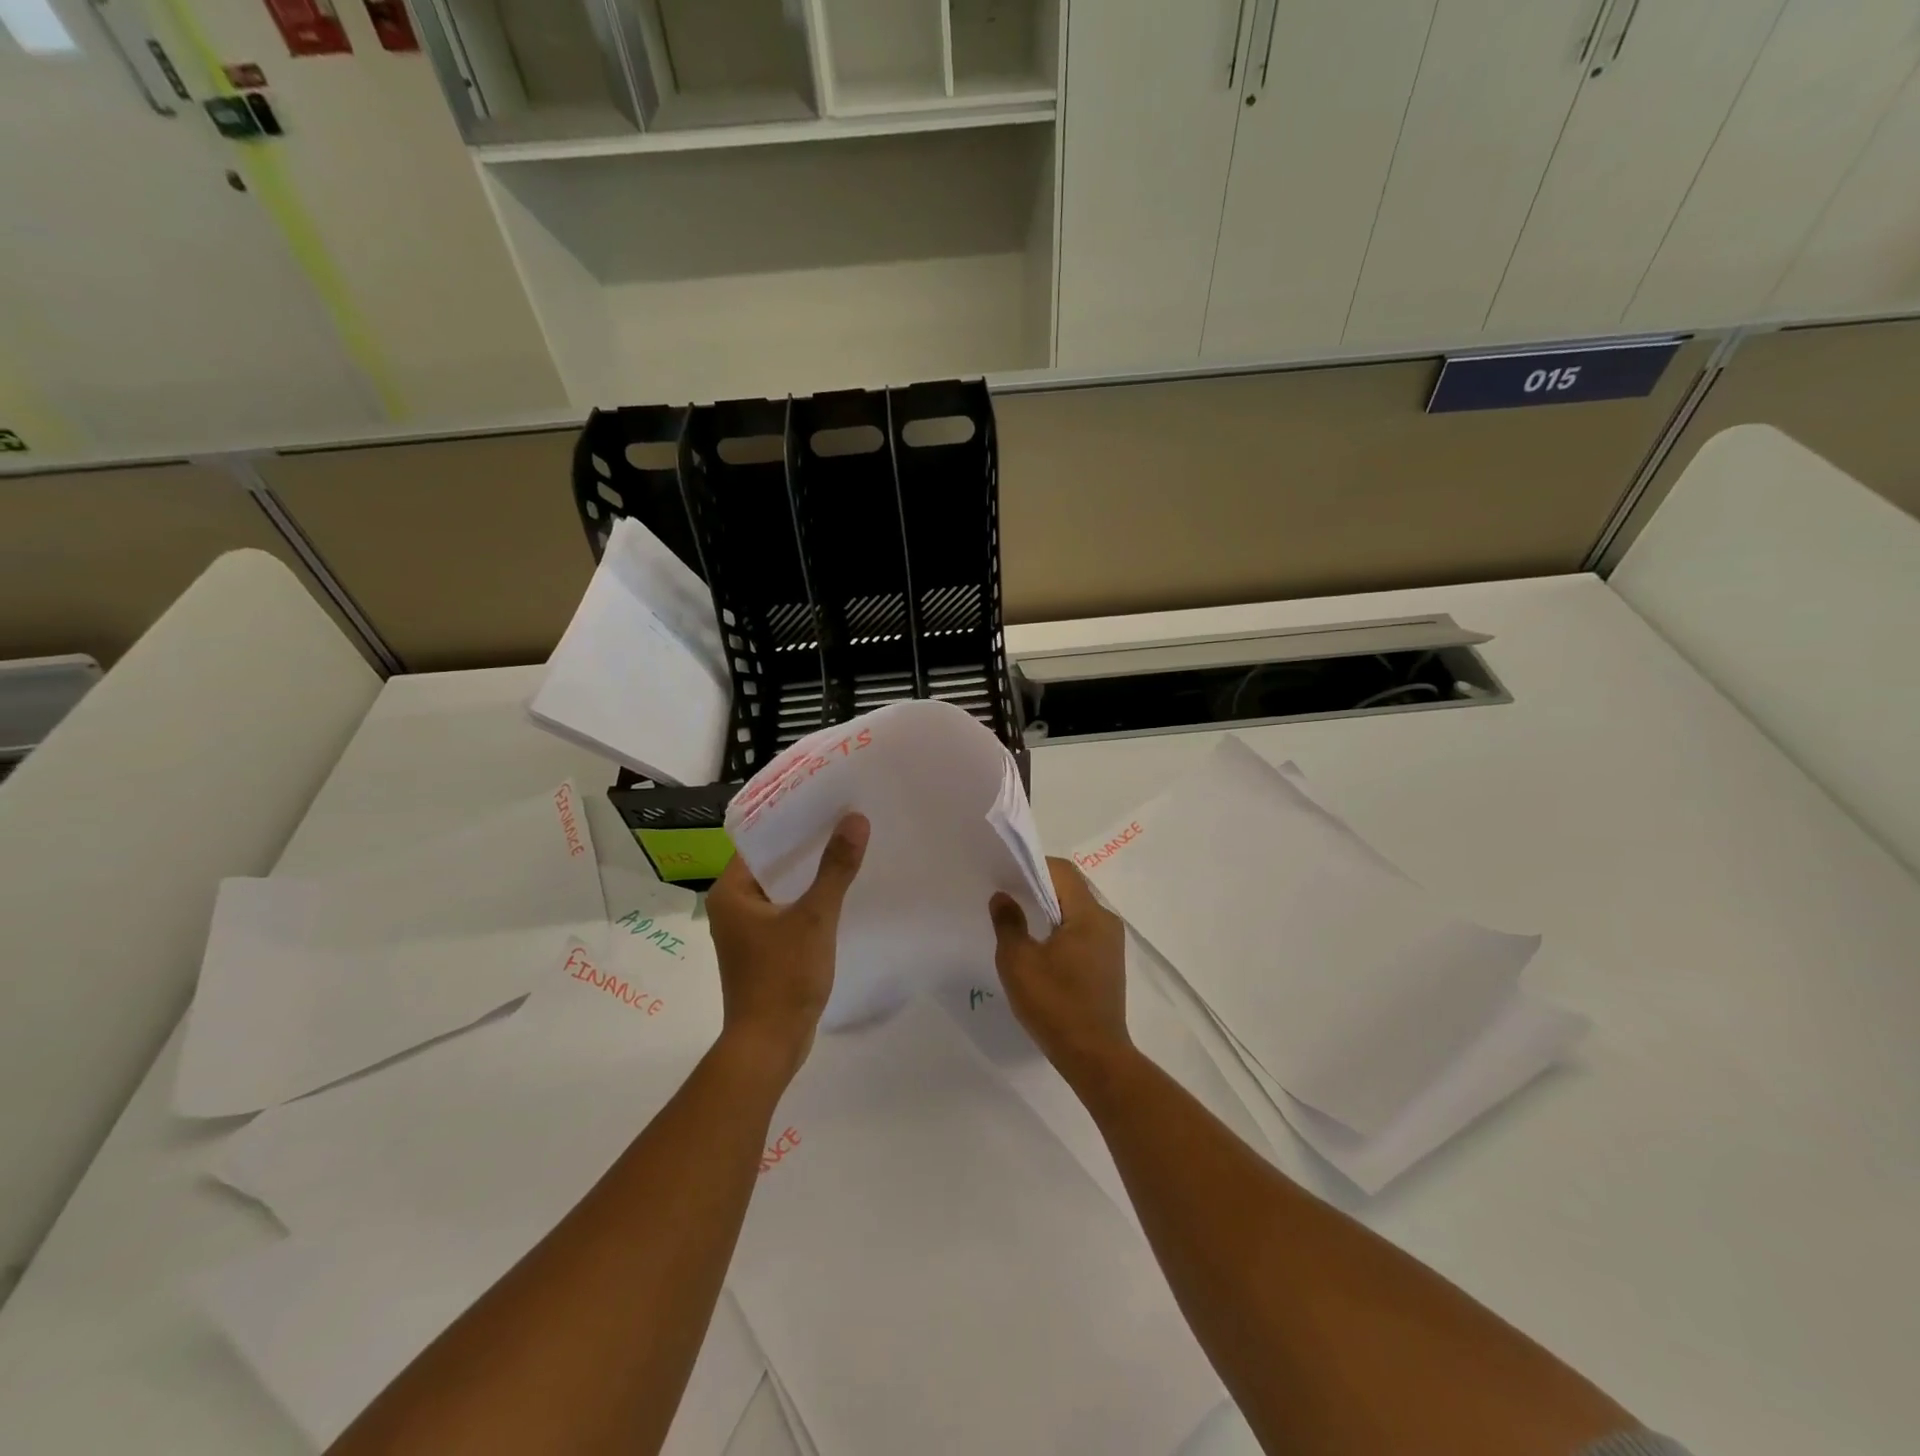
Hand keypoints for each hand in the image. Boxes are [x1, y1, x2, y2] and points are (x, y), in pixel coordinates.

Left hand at [707, 814, 868, 1078]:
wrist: (769, 1045)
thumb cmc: (783, 977)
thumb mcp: (815, 917)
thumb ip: (835, 868)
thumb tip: (856, 820)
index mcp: (730, 892)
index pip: (758, 841)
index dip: (791, 821)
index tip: (824, 802)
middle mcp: (732, 907)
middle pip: (772, 863)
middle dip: (806, 845)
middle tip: (843, 820)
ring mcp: (746, 931)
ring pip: (781, 889)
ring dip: (809, 873)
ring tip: (846, 848)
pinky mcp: (763, 950)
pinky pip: (786, 912)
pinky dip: (808, 900)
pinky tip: (839, 892)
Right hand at [989, 858, 1131, 1085]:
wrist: (1094, 1057)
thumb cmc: (1055, 1004)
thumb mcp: (1019, 961)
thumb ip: (1008, 922)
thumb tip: (1003, 896)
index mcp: (1089, 914)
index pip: (1062, 871)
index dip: (1032, 867)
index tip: (1006, 877)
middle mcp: (1106, 921)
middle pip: (1070, 888)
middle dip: (1039, 887)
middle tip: (1008, 897)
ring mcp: (1111, 944)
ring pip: (1076, 911)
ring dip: (1049, 910)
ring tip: (1019, 922)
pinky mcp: (1108, 964)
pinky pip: (1082, 931)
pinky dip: (1060, 929)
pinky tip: (1039, 948)